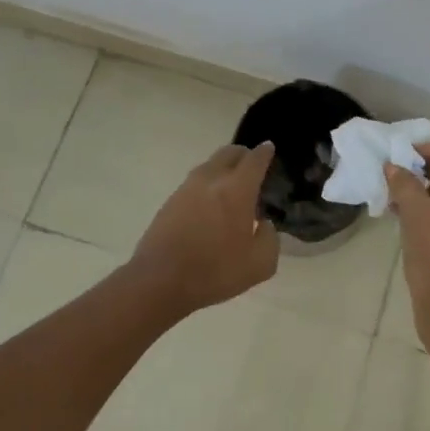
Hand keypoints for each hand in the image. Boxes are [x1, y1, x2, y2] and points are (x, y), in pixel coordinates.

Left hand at [130, 142, 280, 314]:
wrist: (159, 281)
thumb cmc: (215, 271)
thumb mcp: (260, 264)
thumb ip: (270, 238)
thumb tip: (263, 224)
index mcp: (237, 190)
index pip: (254, 159)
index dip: (264, 152)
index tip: (269, 148)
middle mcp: (211, 180)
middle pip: (229, 153)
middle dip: (243, 154)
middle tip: (252, 164)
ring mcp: (186, 189)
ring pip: (209, 165)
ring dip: (223, 169)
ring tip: (231, 187)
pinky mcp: (169, 202)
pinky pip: (194, 183)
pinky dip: (207, 185)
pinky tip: (210, 204)